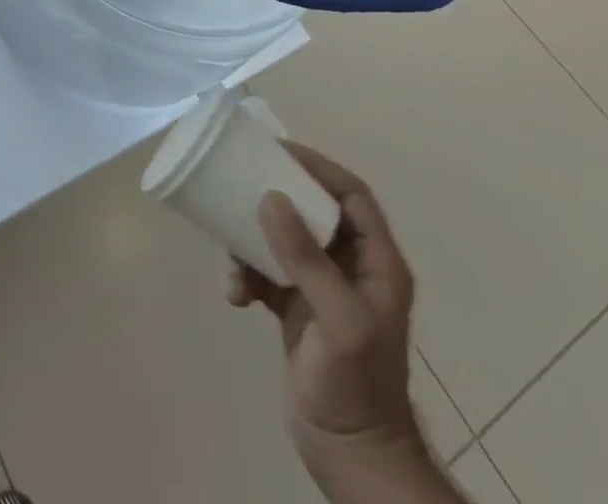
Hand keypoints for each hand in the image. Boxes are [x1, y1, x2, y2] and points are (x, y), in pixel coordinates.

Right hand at [228, 142, 426, 484]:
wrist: (350, 457)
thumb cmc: (355, 384)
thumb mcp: (338, 319)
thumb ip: (305, 258)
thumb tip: (269, 197)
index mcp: (375, 263)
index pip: (351, 196)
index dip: (319, 167)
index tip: (278, 150)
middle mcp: (350, 268)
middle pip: (313, 210)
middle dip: (278, 194)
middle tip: (243, 179)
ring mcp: (322, 289)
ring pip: (285, 238)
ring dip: (254, 238)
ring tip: (232, 248)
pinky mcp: (296, 309)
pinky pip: (266, 272)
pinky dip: (247, 275)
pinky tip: (235, 294)